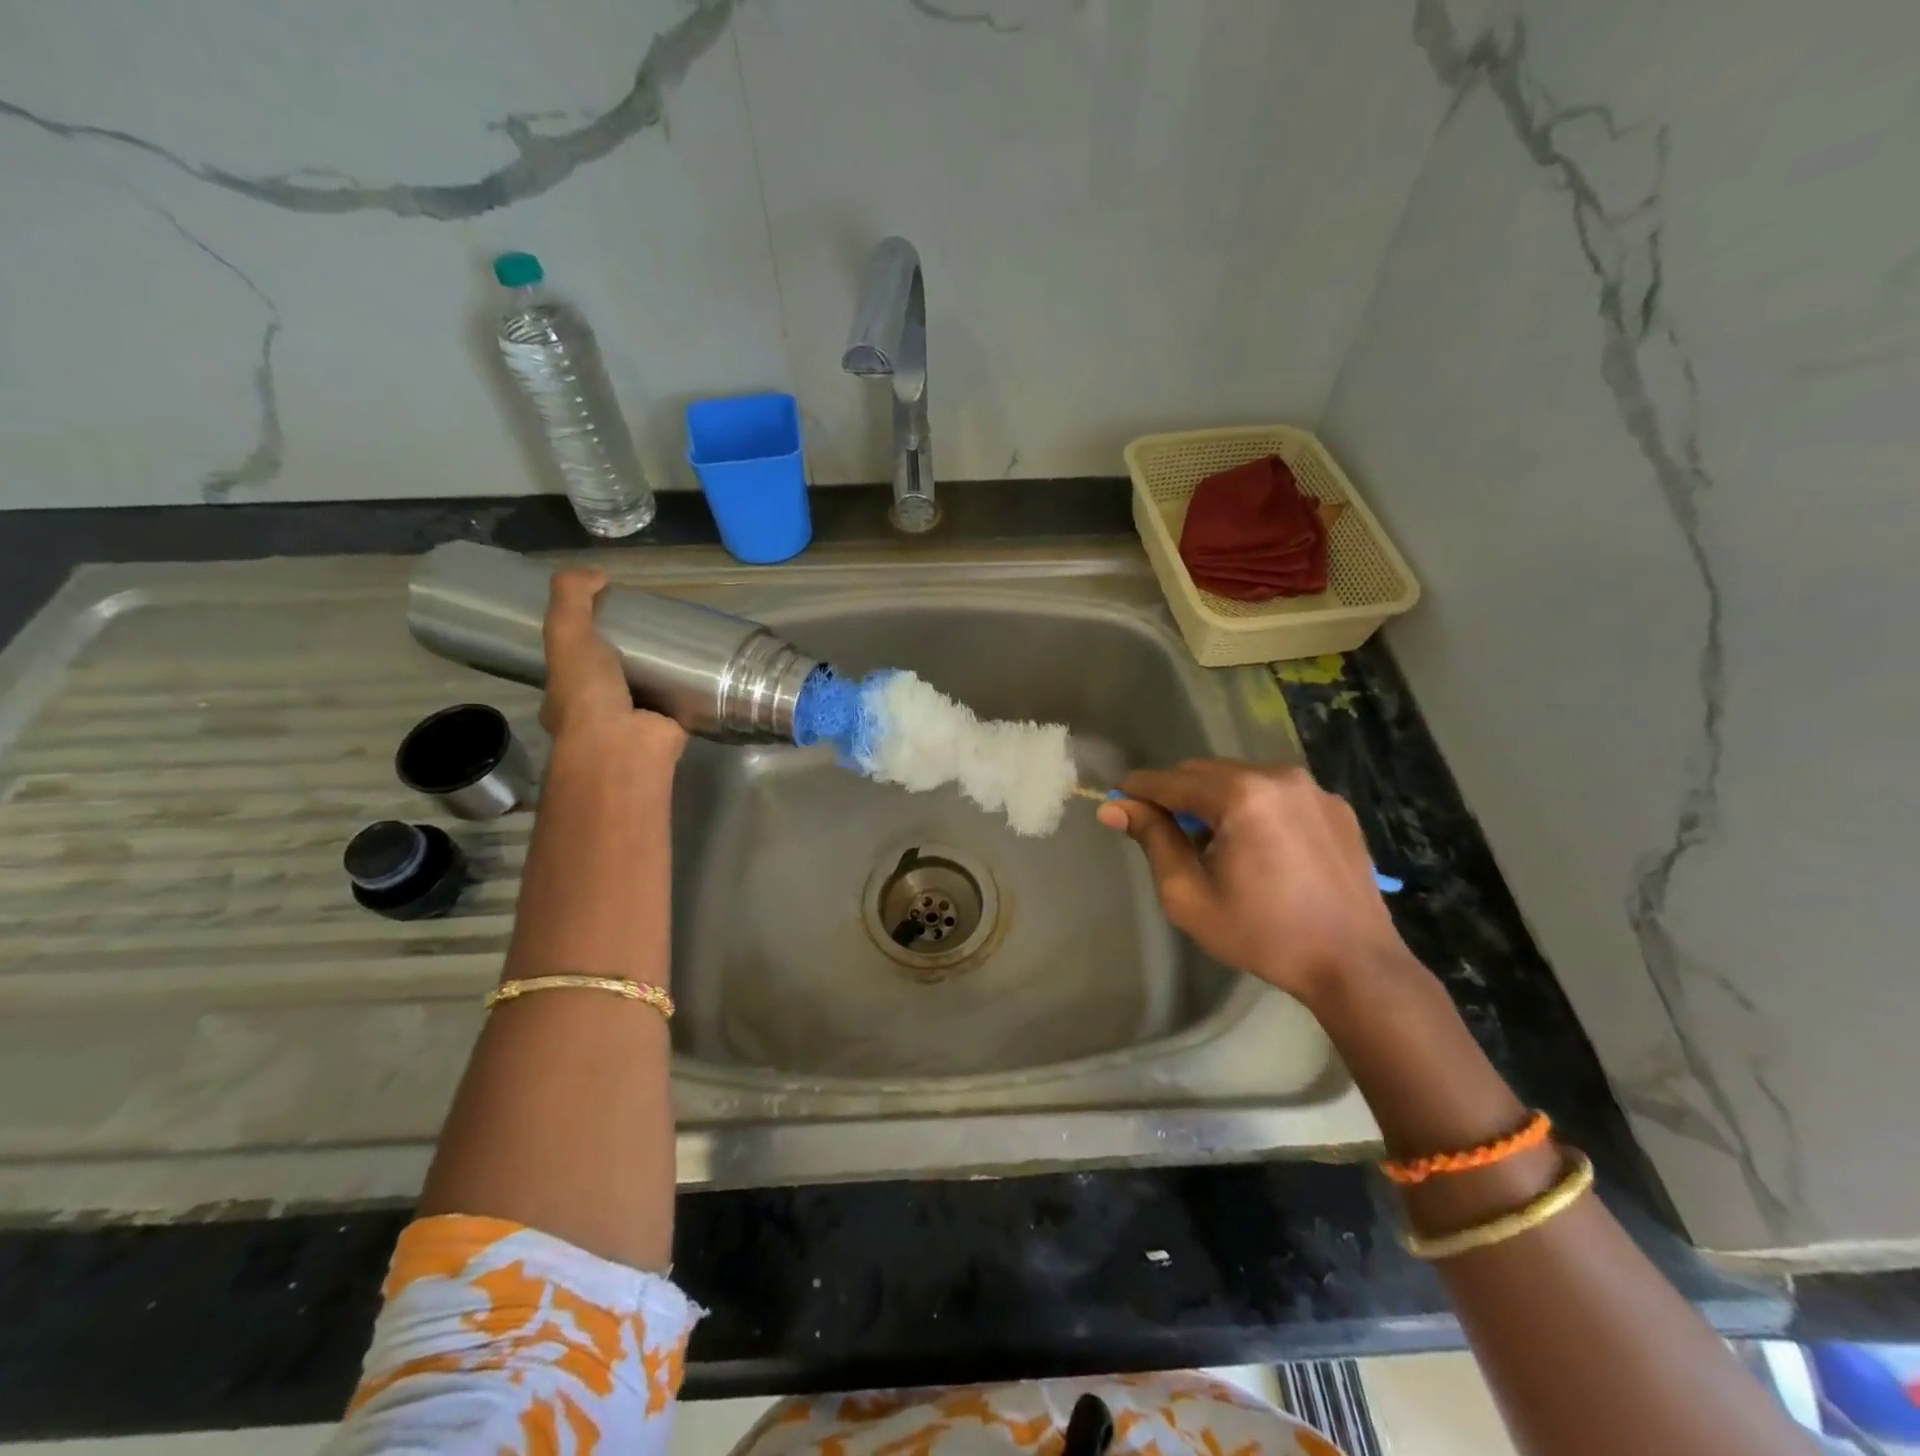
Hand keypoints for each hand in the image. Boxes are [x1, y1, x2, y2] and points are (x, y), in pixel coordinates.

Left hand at [540, 567, 686, 761]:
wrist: (625, 744)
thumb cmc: (587, 692)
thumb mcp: (566, 634)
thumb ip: (572, 597)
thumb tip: (598, 573)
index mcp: (565, 695)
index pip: (574, 662)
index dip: (587, 637)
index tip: (611, 615)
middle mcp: (597, 713)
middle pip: (614, 675)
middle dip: (630, 656)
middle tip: (655, 627)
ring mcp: (634, 724)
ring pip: (648, 690)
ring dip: (663, 673)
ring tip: (685, 642)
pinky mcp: (669, 729)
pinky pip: (679, 703)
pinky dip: (690, 689)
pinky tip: (705, 669)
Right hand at [1097, 759, 1407, 1003]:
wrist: (1355, 965)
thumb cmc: (1263, 934)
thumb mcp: (1189, 895)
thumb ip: (1153, 840)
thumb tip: (1114, 807)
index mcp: (1241, 794)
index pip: (1171, 780)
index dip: (1138, 789)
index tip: (1115, 801)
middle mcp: (1277, 775)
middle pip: (1205, 772)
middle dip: (1176, 794)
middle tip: (1161, 830)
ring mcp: (1312, 788)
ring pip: (1241, 778)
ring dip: (1214, 799)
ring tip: (1211, 842)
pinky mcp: (1335, 805)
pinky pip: (1276, 792)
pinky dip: (1253, 806)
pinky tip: (1256, 846)